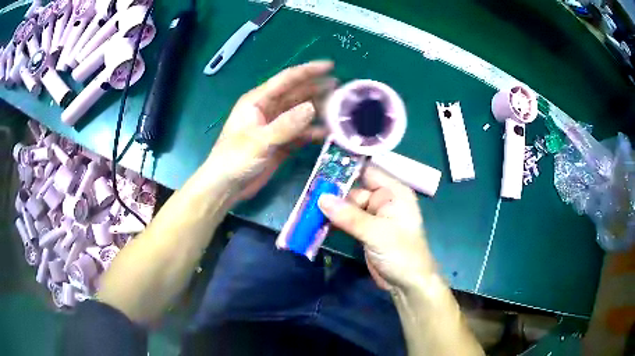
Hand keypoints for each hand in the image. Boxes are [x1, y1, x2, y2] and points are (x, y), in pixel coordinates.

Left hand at [207, 61, 334, 201]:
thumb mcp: (259, 140)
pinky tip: (329, 132)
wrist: (227, 186)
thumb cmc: (235, 159)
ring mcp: (276, 126)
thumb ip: (286, 125)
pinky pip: (302, 132)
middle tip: (342, 89)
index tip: (330, 66)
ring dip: (319, 110)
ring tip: (341, 109)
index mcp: (258, 100)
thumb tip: (313, 108)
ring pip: (301, 112)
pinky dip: (314, 132)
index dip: (309, 71)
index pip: (287, 79)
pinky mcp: (282, 142)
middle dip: (318, 89)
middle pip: (297, 94)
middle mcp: (269, 109)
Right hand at [318, 166, 436, 291]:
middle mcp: (384, 200)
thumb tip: (321, 198)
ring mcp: (374, 216)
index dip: (346, 169)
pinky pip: (347, 220)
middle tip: (308, 194)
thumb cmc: (401, 254)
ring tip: (308, 209)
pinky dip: (334, 221)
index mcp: (393, 192)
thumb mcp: (376, 233)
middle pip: (354, 190)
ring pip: (348, 206)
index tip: (321, 168)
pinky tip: (318, 223)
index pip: (368, 171)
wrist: (408, 283)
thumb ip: (349, 216)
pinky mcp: (366, 230)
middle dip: (333, 193)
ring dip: (331, 209)